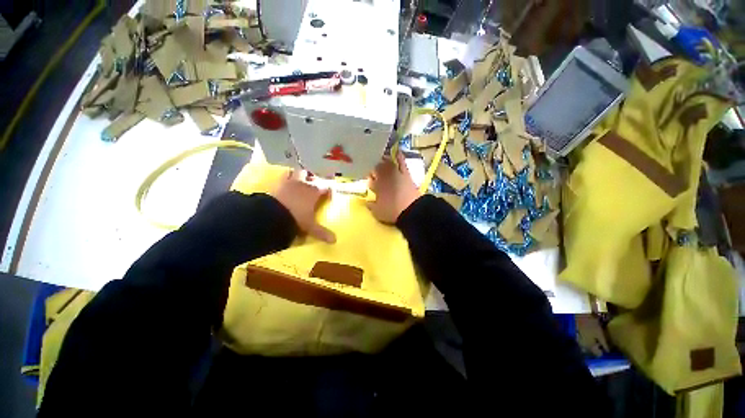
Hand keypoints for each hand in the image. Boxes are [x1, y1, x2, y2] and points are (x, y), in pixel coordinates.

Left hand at [271, 170, 335, 242]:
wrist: (272, 214)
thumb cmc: (296, 218)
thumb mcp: (310, 227)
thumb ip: (322, 232)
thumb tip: (334, 240)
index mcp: (314, 192)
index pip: (327, 186)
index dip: (329, 190)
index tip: (329, 197)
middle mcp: (304, 184)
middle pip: (312, 176)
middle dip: (314, 180)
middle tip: (314, 187)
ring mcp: (290, 182)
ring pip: (298, 172)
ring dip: (300, 175)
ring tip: (300, 181)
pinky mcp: (278, 183)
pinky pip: (283, 176)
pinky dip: (286, 178)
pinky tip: (285, 184)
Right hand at [366, 152, 421, 223]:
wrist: (411, 210)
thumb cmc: (392, 212)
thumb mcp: (378, 212)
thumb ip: (370, 206)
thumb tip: (366, 202)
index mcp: (376, 187)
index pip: (370, 180)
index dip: (369, 180)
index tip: (369, 181)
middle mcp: (384, 178)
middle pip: (376, 169)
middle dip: (373, 168)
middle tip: (372, 168)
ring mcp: (395, 174)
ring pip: (386, 164)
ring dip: (382, 160)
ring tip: (380, 157)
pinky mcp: (405, 174)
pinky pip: (401, 162)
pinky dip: (399, 156)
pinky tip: (397, 151)